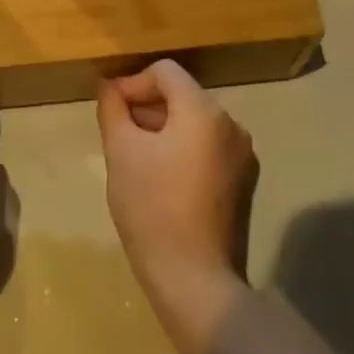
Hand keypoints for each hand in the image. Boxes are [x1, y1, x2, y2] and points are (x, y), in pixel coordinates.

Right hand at [97, 60, 257, 353]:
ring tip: (136, 159)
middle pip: (182, 96)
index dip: (132, 83)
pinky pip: (208, 149)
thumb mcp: (121, 152)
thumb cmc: (152, 208)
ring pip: (195, 123)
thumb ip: (113, 109)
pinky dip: (182, 151)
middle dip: (146, 107)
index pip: (165, 72)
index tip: (111, 111)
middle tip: (118, 135)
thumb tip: (110, 87)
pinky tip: (161, 180)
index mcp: (204, 112)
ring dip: (163, 129)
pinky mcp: (243, 184)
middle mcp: (231, 126)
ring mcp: (242, 156)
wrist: (195, 281)